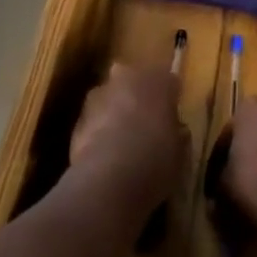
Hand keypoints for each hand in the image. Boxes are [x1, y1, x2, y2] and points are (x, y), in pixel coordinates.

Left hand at [68, 63, 186, 212]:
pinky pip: (94, 120)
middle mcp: (127, 77)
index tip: (171, 119)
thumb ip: (176, 133)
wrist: (108, 179)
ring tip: (121, 143)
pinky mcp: (77, 118)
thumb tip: (174, 131)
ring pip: (110, 98)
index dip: (170, 100)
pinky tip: (104, 156)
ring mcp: (99, 95)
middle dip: (138, 98)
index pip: (169, 82)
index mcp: (158, 80)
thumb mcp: (180, 151)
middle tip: (145, 125)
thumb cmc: (155, 159)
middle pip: (134, 82)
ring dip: (114, 112)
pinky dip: (98, 132)